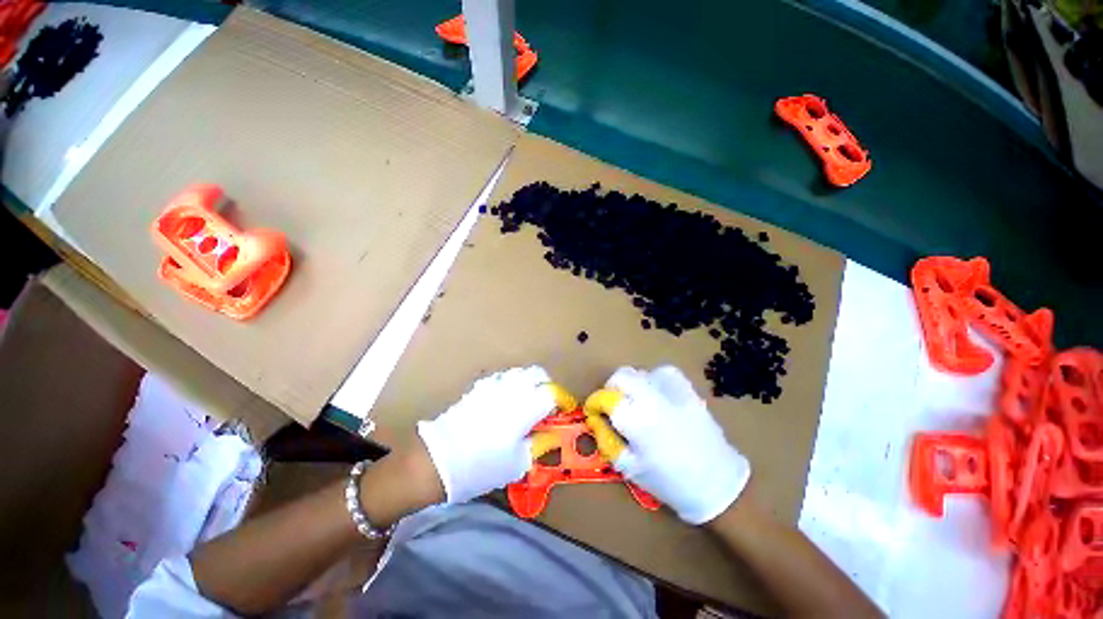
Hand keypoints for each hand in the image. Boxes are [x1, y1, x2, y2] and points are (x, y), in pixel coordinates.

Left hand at [417, 366, 558, 503]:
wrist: (439, 460)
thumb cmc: (482, 465)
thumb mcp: (517, 463)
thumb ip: (539, 444)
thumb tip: (551, 434)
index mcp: (525, 406)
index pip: (552, 393)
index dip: (562, 400)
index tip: (563, 410)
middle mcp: (512, 389)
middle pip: (537, 374)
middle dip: (547, 385)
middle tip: (547, 402)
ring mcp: (494, 384)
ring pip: (519, 372)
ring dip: (529, 382)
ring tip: (527, 399)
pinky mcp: (478, 386)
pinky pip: (501, 377)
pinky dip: (510, 383)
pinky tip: (505, 399)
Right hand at [584, 366, 750, 524]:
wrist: (718, 482)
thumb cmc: (670, 482)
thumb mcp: (630, 467)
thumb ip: (607, 440)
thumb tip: (595, 420)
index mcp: (636, 419)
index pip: (605, 398)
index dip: (595, 403)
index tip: (595, 410)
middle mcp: (651, 398)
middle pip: (621, 376)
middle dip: (611, 388)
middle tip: (614, 405)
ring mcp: (672, 390)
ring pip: (640, 372)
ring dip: (632, 384)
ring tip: (636, 402)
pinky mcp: (688, 389)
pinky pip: (663, 372)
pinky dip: (653, 379)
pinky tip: (656, 394)